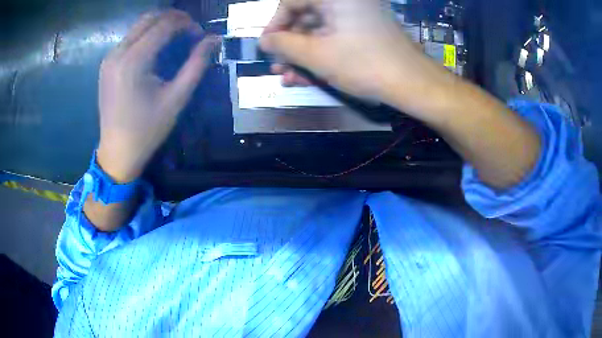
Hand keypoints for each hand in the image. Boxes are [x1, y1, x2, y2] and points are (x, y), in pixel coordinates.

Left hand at [96, 10, 218, 182]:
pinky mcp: (107, 64)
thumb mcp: (176, 99)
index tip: (200, 36)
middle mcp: (118, 53)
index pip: (164, 24)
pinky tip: (157, 49)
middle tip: (190, 33)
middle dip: (174, 19)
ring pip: (139, 25)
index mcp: (133, 61)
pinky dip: (147, 35)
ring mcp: (109, 57)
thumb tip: (214, 39)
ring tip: (176, 39)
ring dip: (161, 25)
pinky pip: (130, 37)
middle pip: (150, 18)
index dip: (187, 24)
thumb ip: (197, 65)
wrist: (117, 153)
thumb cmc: (147, 130)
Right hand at [260, 0, 450, 112]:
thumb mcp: (316, 55)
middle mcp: (346, 1)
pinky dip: (322, 54)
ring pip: (319, 31)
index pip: (291, 2)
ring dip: (303, 55)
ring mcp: (357, 15)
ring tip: (291, 77)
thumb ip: (284, 44)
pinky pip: (335, 37)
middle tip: (279, 67)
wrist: (412, 82)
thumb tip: (264, 41)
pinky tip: (311, 75)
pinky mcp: (365, 29)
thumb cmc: (363, 63)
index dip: (275, 25)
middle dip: (290, 45)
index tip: (268, 47)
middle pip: (305, 17)